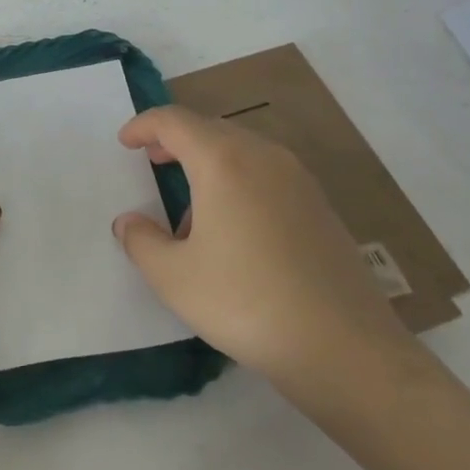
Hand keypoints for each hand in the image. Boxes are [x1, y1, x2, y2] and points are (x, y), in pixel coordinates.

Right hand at [112, 105, 424, 419]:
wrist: (344, 347)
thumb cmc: (246, 302)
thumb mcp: (174, 278)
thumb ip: (141, 241)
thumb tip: (129, 222)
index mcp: (223, 161)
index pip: (175, 121)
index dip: (144, 125)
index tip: (125, 142)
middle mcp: (263, 156)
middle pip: (210, 129)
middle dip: (176, 140)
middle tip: (152, 161)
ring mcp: (298, 179)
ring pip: (242, 150)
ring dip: (208, 162)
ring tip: (191, 212)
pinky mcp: (320, 206)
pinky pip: (267, 174)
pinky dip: (239, 181)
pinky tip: (234, 230)